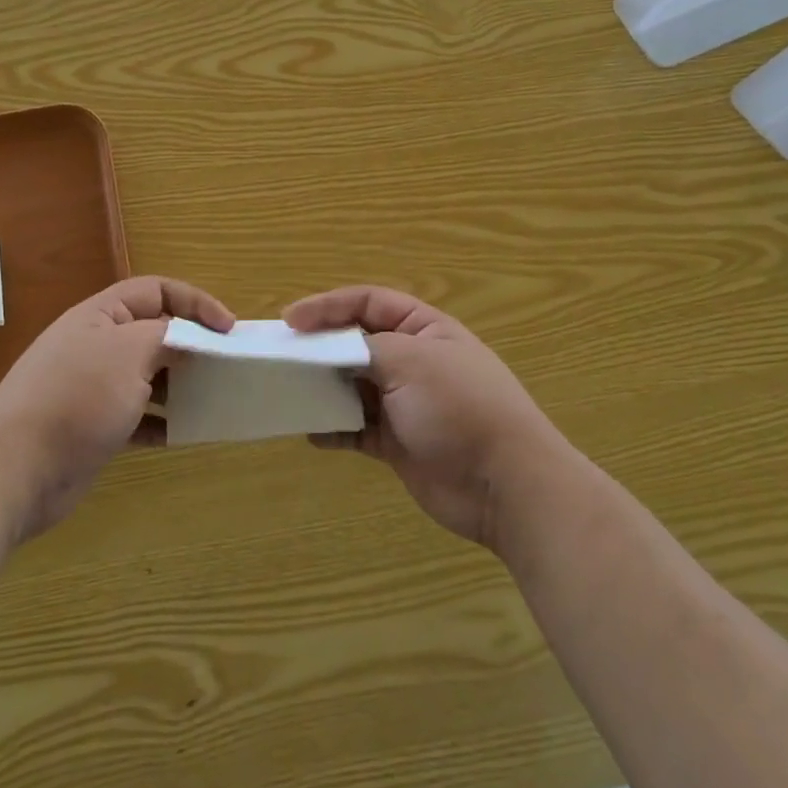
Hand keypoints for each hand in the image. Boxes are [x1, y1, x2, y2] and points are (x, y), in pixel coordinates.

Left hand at [0, 276, 232, 542]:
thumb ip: (168, 337)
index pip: (157, 290)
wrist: (14, 471)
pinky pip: (139, 415)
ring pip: (149, 375)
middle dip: (191, 345)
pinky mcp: (95, 426)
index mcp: (101, 315)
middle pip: (154, 332)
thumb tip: (190, 339)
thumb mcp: (130, 352)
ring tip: (211, 398)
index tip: (228, 330)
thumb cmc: (77, 397)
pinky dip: (162, 421)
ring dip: (180, 384)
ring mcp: (94, 387)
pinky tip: (182, 434)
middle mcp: (97, 345)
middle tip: (225, 365)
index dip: (195, 302)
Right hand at [284, 286, 565, 548]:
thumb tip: (329, 352)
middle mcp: (413, 360)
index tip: (290, 321)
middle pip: (356, 343)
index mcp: (423, 329)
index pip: (368, 302)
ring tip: (290, 392)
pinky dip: (333, 428)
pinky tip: (312, 432)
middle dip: (320, 348)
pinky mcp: (397, 442)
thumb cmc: (459, 407)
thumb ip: (364, 348)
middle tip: (283, 357)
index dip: (328, 306)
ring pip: (352, 386)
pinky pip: (355, 428)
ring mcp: (405, 403)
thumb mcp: (411, 361)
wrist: (504, 485)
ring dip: (323, 388)